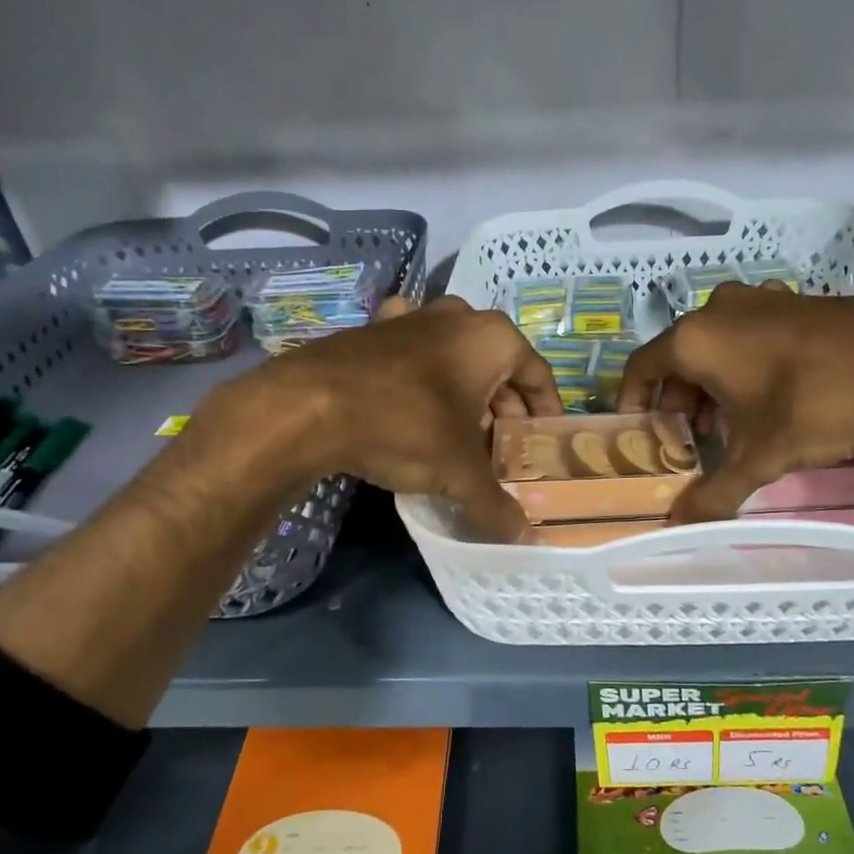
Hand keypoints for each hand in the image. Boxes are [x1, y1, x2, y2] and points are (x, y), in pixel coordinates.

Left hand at [229, 294, 562, 539]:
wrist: (308, 406)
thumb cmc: (405, 426)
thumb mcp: (459, 473)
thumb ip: (495, 504)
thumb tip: (522, 536)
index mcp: (494, 338)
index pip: (539, 377)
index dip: (546, 414)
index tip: (542, 444)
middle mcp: (458, 317)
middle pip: (499, 368)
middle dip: (504, 410)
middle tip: (502, 449)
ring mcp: (412, 317)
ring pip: (457, 359)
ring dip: (466, 394)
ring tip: (462, 434)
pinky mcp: (373, 328)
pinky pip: (415, 354)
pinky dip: (423, 377)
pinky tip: (415, 402)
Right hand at [618, 284, 853, 523]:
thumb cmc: (818, 404)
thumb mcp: (762, 456)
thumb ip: (715, 491)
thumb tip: (680, 524)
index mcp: (696, 338)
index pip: (641, 367)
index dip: (632, 401)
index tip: (637, 431)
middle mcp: (719, 310)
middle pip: (678, 358)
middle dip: (678, 401)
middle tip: (689, 440)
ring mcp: (760, 300)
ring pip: (715, 346)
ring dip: (711, 387)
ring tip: (729, 427)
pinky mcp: (794, 302)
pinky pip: (748, 336)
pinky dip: (742, 367)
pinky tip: (767, 401)